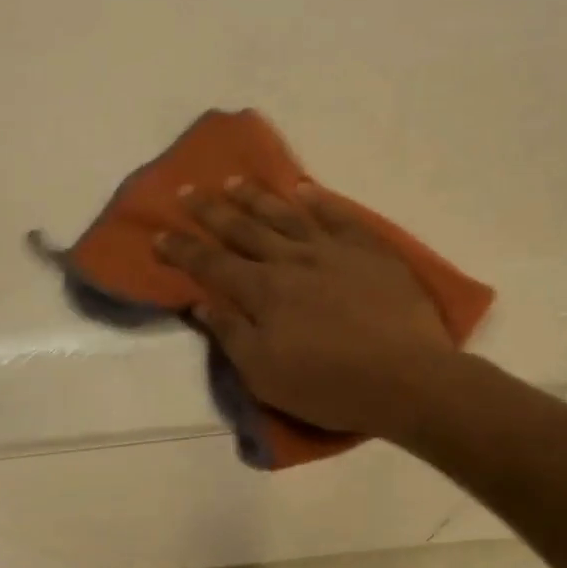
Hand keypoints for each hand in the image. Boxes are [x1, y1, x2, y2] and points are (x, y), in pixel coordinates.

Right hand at [155, 180, 454, 437]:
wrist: (407, 377)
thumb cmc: (330, 385)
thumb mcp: (266, 375)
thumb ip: (231, 335)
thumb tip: (200, 303)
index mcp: (263, 292)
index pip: (212, 264)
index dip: (183, 250)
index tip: (159, 234)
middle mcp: (292, 260)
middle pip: (244, 229)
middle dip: (210, 210)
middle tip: (186, 190)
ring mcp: (333, 250)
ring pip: (286, 214)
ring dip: (256, 196)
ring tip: (233, 181)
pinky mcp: (369, 250)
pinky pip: (339, 215)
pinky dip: (318, 200)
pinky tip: (304, 189)